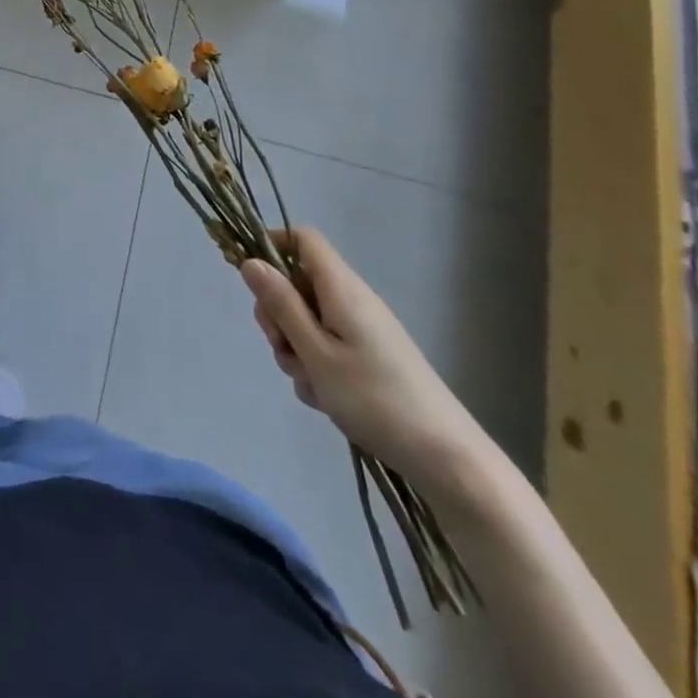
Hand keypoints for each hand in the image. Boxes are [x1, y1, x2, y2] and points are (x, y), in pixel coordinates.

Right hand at [241, 228, 491, 502]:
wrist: (446, 458)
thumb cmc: (375, 399)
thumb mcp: (316, 353)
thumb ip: (281, 305)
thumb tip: (250, 261)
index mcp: (341, 288)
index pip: (302, 238)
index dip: (273, 246)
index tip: (252, 280)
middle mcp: (352, 300)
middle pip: (298, 283)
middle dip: (278, 314)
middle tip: (283, 349)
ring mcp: (362, 329)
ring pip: (308, 321)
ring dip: (296, 348)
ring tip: (311, 384)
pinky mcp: (369, 357)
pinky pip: (327, 347)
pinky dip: (317, 367)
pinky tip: (326, 399)